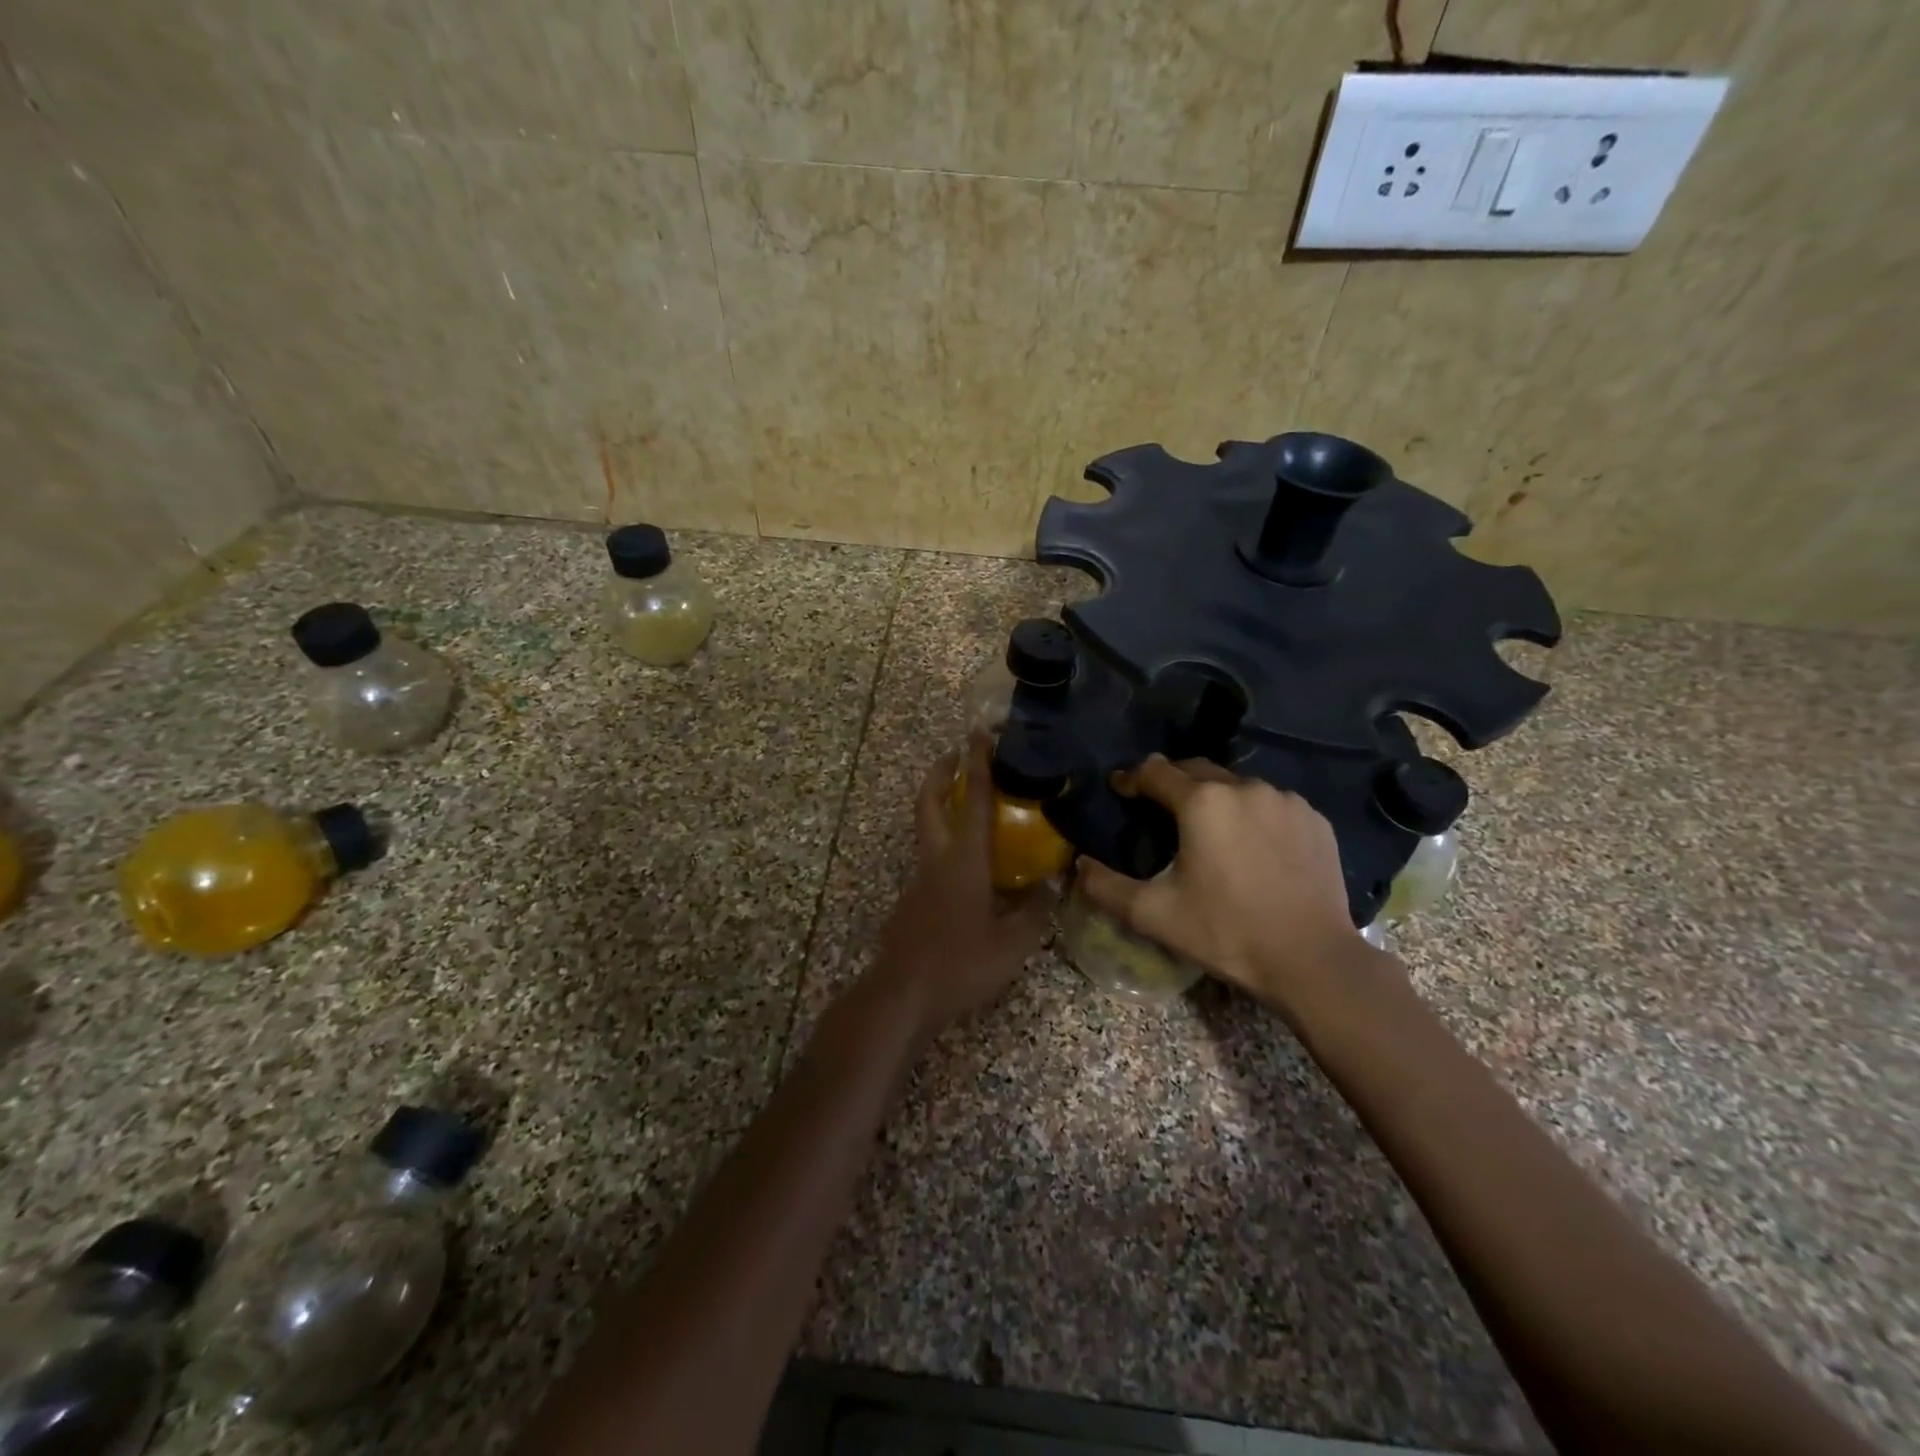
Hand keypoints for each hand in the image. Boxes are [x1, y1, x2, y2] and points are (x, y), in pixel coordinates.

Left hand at [867, 735, 1052, 1041]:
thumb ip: (1035, 910)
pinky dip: (948, 843)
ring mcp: (920, 879)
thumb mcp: (1013, 942)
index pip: (975, 800)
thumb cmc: (960, 963)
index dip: (978, 763)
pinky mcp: (913, 900)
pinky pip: (932, 858)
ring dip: (944, 806)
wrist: (902, 994)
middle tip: (959, 755)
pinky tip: (972, 868)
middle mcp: (937, 859)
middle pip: (931, 801)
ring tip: (974, 807)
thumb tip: (1052, 885)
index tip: (979, 733)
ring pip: (928, 828)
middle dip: (943, 772)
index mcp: (964, 860)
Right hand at [1076, 756, 1377, 1014]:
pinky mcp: (1315, 820)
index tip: (1120, 791)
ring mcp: (1286, 800)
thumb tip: (1079, 865)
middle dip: (1172, 782)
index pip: (1155, 771)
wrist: (1313, 961)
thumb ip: (1105, 886)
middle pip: (1197, 770)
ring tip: (1209, 831)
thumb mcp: (1154, 914)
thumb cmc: (1227, 933)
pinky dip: (1254, 815)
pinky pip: (1272, 804)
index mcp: (1203, 802)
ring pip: (1237, 786)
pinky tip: (1253, 846)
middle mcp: (1245, 787)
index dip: (1131, 779)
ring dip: (1216, 799)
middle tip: (1159, 809)